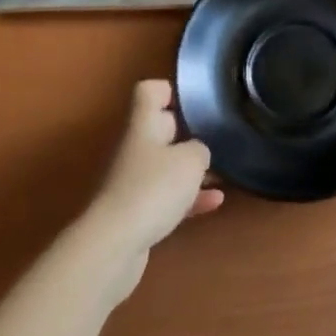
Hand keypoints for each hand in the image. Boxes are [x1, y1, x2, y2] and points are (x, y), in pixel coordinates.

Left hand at [84, 80, 222, 301]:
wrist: (114, 246)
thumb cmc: (153, 189)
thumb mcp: (191, 160)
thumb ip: (200, 149)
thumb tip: (197, 152)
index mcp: (143, 125)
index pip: (149, 91)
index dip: (170, 90)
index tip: (195, 100)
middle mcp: (136, 147)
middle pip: (160, 127)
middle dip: (188, 131)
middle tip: (217, 136)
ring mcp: (134, 181)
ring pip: (166, 164)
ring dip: (191, 168)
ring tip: (222, 170)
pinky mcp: (137, 211)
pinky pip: (168, 196)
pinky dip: (189, 197)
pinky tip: (215, 202)